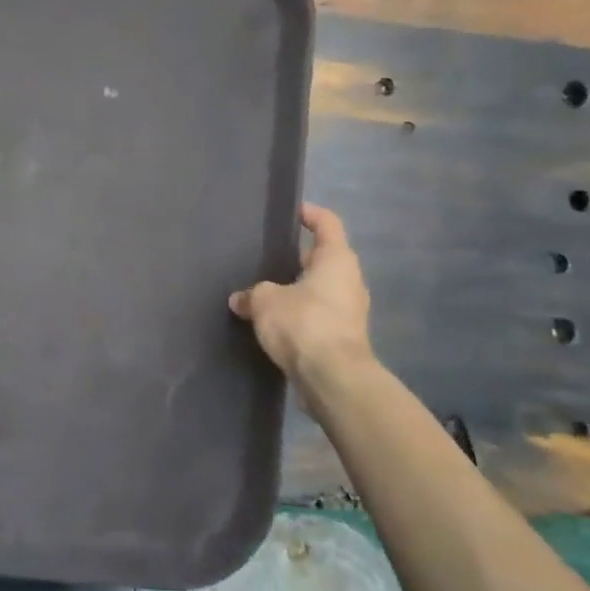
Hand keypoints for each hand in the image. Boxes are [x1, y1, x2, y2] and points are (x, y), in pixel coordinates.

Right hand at [230, 204, 373, 390]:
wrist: (333, 379)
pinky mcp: (342, 338)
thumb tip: (240, 300)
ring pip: (319, 289)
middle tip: (267, 256)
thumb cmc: (304, 324)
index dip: (309, 214)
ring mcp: (349, 311)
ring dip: (296, 289)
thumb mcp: (266, 301)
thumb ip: (252, 295)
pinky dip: (298, 315)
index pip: (327, 223)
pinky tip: (273, 322)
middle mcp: (348, 281)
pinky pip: (317, 316)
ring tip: (264, 290)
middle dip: (296, 257)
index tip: (291, 212)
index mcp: (336, 260)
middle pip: (323, 258)